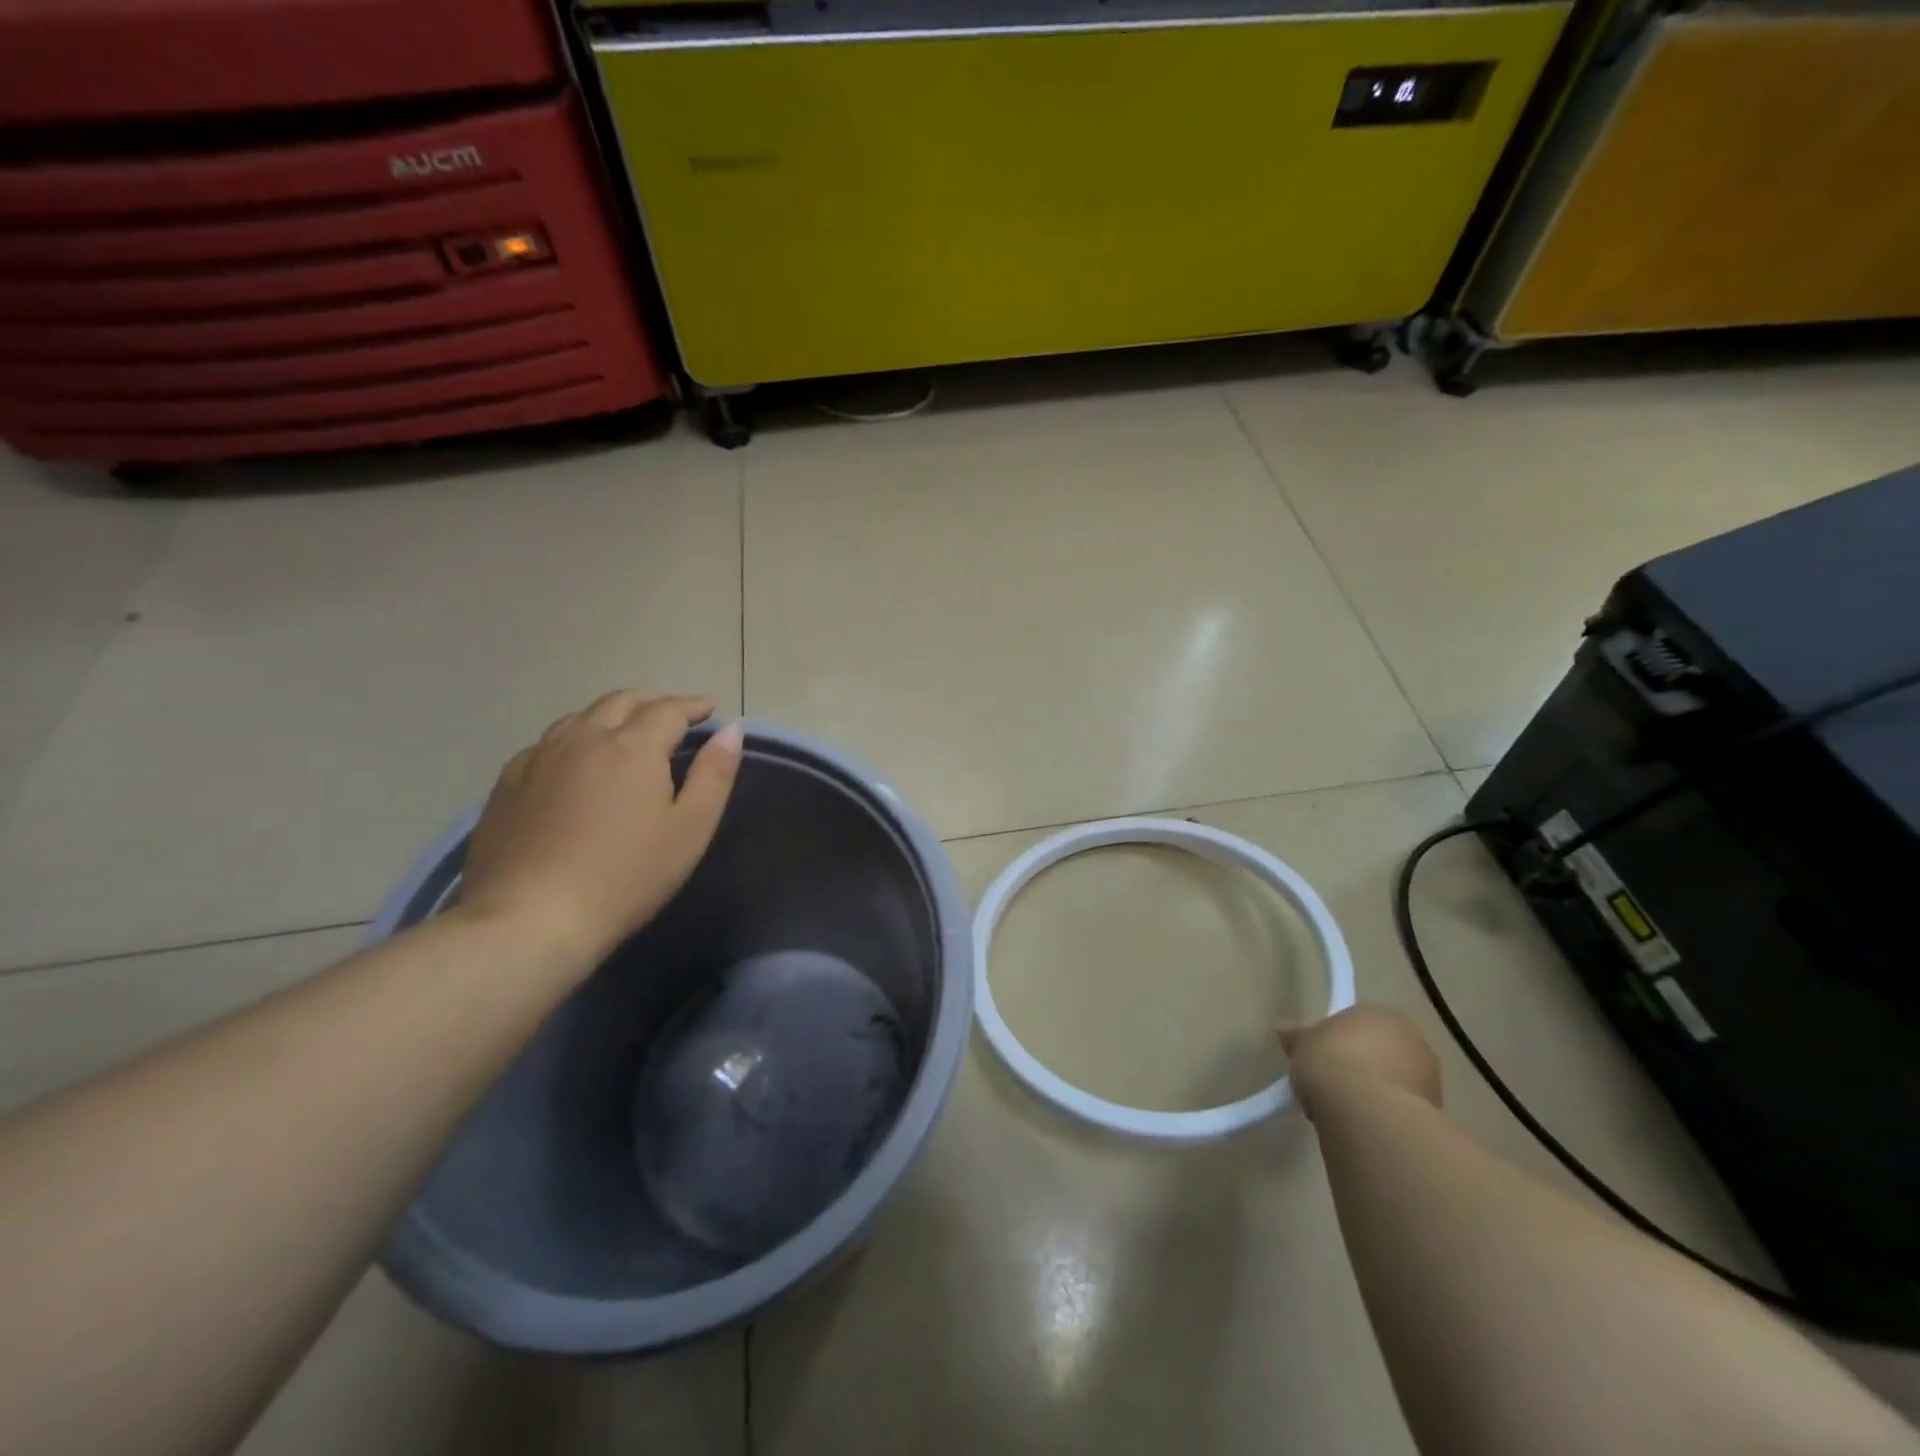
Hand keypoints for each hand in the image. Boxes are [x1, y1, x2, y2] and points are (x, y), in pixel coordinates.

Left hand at [457, 692, 743, 967]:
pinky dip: (573, 740)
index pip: (668, 709)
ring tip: (624, 734)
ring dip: (610, 716)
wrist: (530, 918)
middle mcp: (583, 738)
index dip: (692, 706)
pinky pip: (546, 744)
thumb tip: (730, 730)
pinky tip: (574, 765)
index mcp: (632, 746)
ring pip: (579, 718)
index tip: (709, 710)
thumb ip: (714, 774)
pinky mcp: (507, 783)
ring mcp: (539, 758)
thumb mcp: (690, 829)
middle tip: (672, 718)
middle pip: (621, 702)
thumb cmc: (626, 876)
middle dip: (651, 703)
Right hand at [1278, 1005, 1441, 1121]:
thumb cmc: (1331, 1061)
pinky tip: (1364, 1127)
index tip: (1322, 1060)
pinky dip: (1386, 1115)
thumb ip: (1297, 1037)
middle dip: (1362, 1067)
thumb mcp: (1302, 1045)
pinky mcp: (1435, 1113)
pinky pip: (1402, 1108)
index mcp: (1381, 1013)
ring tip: (1346, 1112)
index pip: (1359, 1024)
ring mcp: (1429, 1077)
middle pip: (1381, 1052)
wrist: (1366, 1111)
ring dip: (1376, 1092)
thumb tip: (1282, 1027)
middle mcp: (1413, 1039)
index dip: (1339, 1042)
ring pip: (1395, 1081)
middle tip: (1334, 1085)